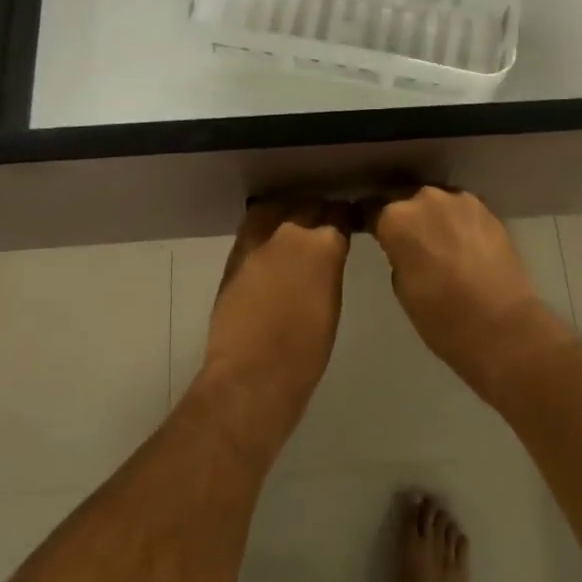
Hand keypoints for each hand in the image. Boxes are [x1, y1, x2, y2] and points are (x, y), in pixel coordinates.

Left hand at [197, 199, 352, 440]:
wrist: (252, 375)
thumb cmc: (305, 353)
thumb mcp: (331, 305)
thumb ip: (328, 270)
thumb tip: (325, 259)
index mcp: (324, 246)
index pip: (338, 214)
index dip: (343, 216)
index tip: (347, 221)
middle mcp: (290, 233)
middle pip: (307, 206)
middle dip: (317, 212)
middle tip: (323, 224)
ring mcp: (258, 243)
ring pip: (275, 210)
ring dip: (287, 214)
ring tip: (294, 226)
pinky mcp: (234, 257)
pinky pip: (253, 229)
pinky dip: (265, 231)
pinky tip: (270, 245)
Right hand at [369, 187, 567, 383]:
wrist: (502, 327)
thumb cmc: (441, 317)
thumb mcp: (401, 286)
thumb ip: (397, 254)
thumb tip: (404, 246)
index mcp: (396, 218)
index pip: (370, 208)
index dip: (367, 220)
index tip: (368, 230)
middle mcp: (425, 198)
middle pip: (404, 199)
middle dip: (403, 216)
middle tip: (407, 241)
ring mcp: (460, 201)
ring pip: (435, 202)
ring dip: (432, 217)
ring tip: (437, 242)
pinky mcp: (488, 210)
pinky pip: (461, 211)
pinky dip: (456, 223)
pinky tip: (461, 244)